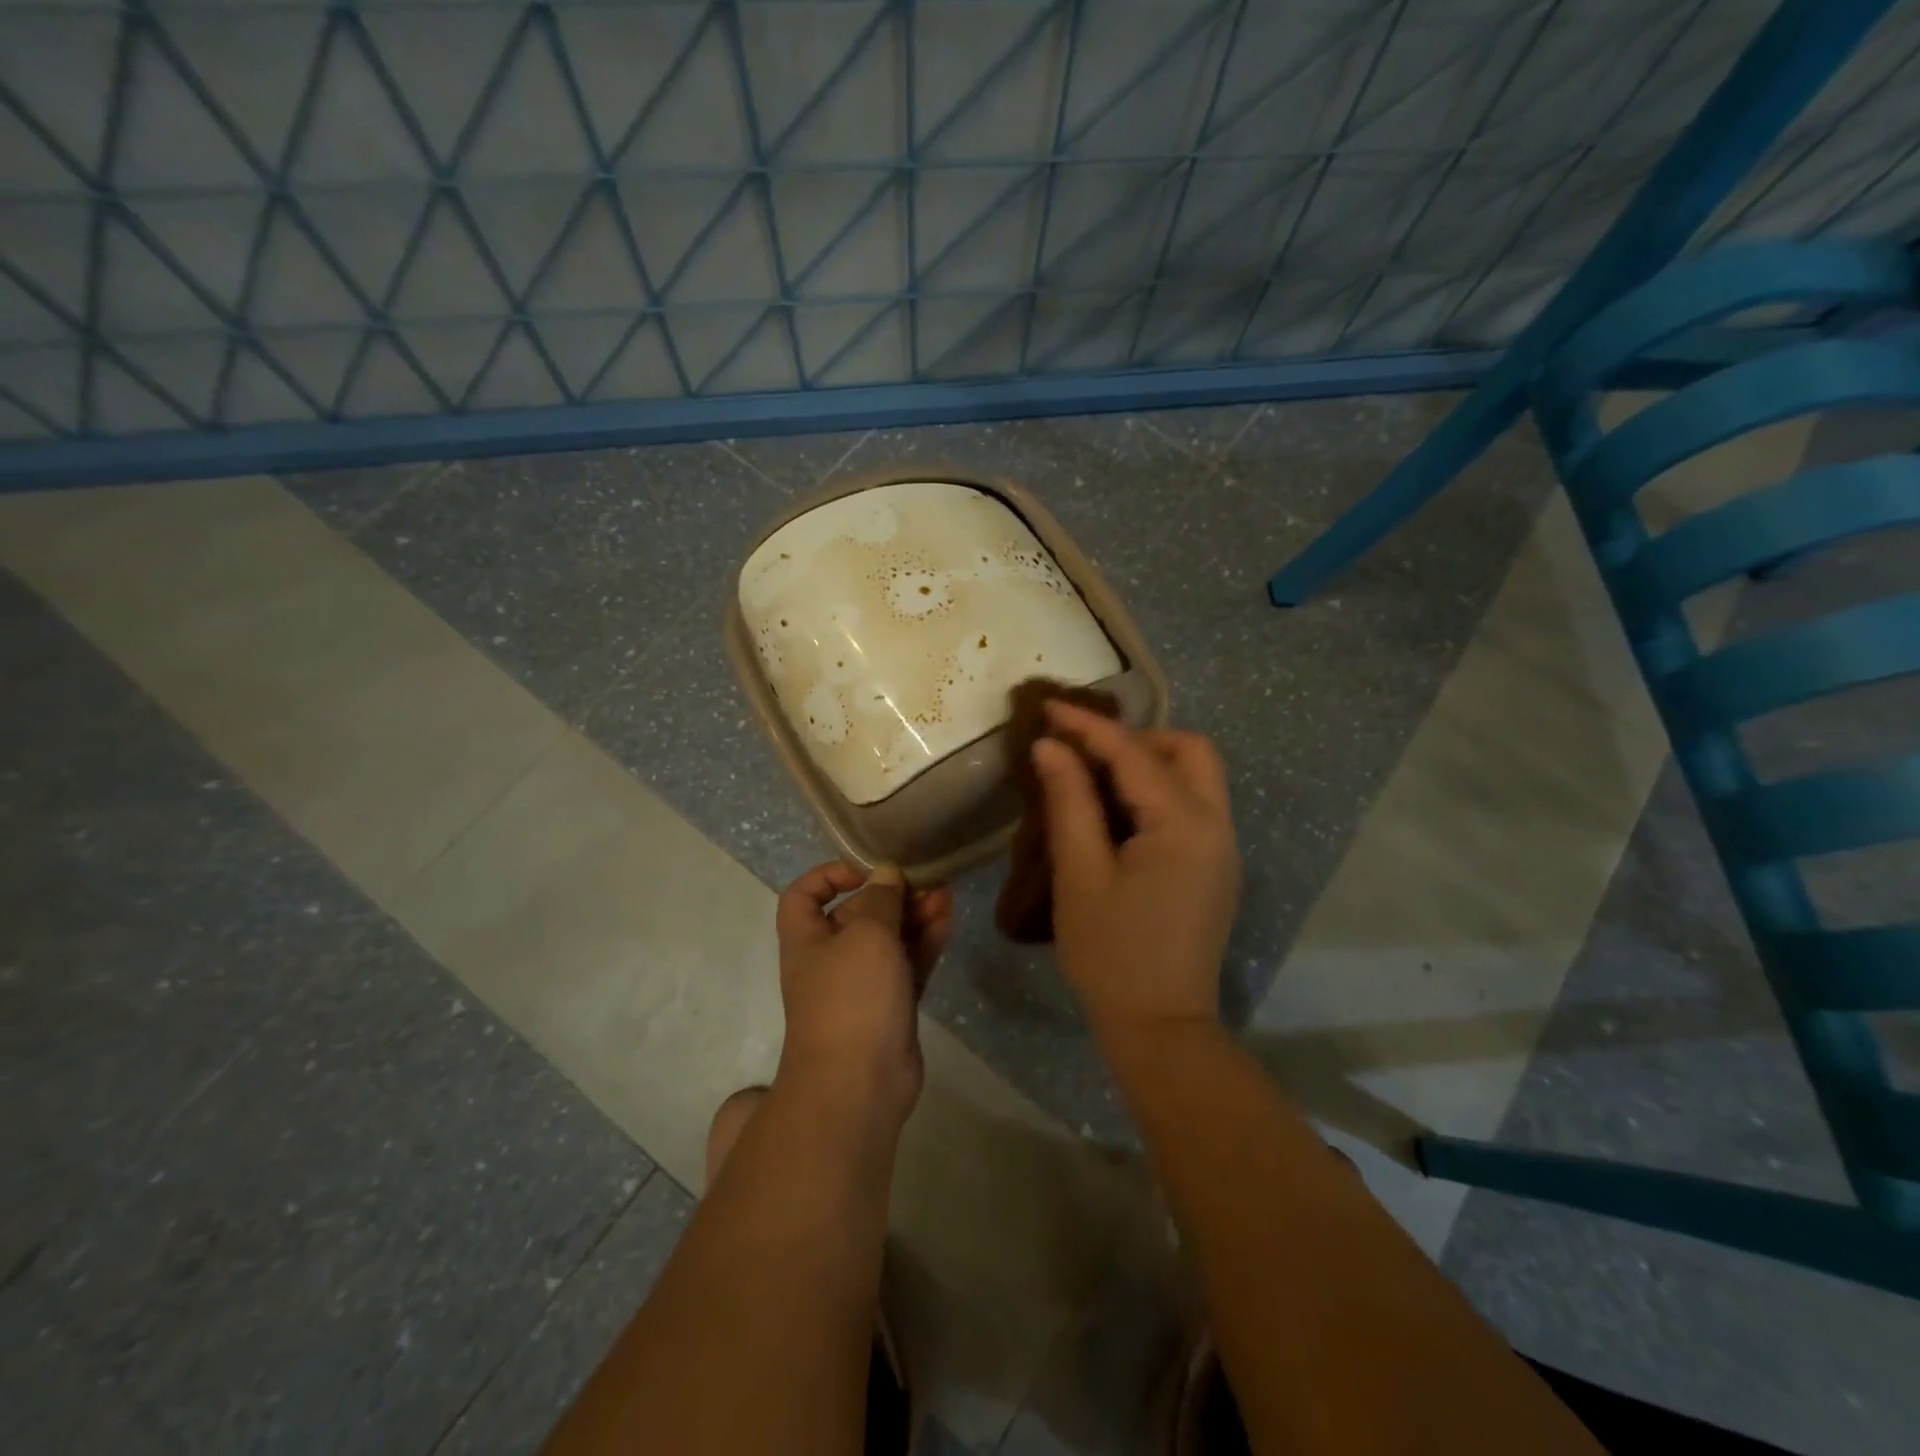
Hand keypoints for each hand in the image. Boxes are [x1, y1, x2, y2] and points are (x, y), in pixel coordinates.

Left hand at [773, 861, 954, 1129]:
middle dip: (889, 895)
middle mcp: (830, 961)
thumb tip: (886, 874)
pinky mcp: (891, 1009)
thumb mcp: (865, 935)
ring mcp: (862, 987)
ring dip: (914, 916)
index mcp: (806, 941)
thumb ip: (880, 900)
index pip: (802, 897)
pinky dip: (924, 943)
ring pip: (888, 941)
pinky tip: (947, 921)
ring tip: (945, 895)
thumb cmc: (851, 998)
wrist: (858, 1086)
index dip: (828, 876)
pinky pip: (907, 966)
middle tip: (924, 880)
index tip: (865, 871)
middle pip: (856, 915)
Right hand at [1032, 703, 1239, 1044]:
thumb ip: (1069, 802)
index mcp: (1185, 826)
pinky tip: (1120, 812)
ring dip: (1150, 763)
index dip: (1089, 727)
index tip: (1049, 708)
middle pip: (1189, 751)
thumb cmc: (1111, 954)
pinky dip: (1159, 792)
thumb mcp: (1080, 875)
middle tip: (1086, 753)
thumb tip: (1050, 747)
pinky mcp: (1217, 867)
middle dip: (1137, 739)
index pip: (1135, 754)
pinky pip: (1195, 806)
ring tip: (1096, 778)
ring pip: (1197, 776)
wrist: (1161, 1029)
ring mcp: (1223, 848)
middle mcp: (1217, 826)